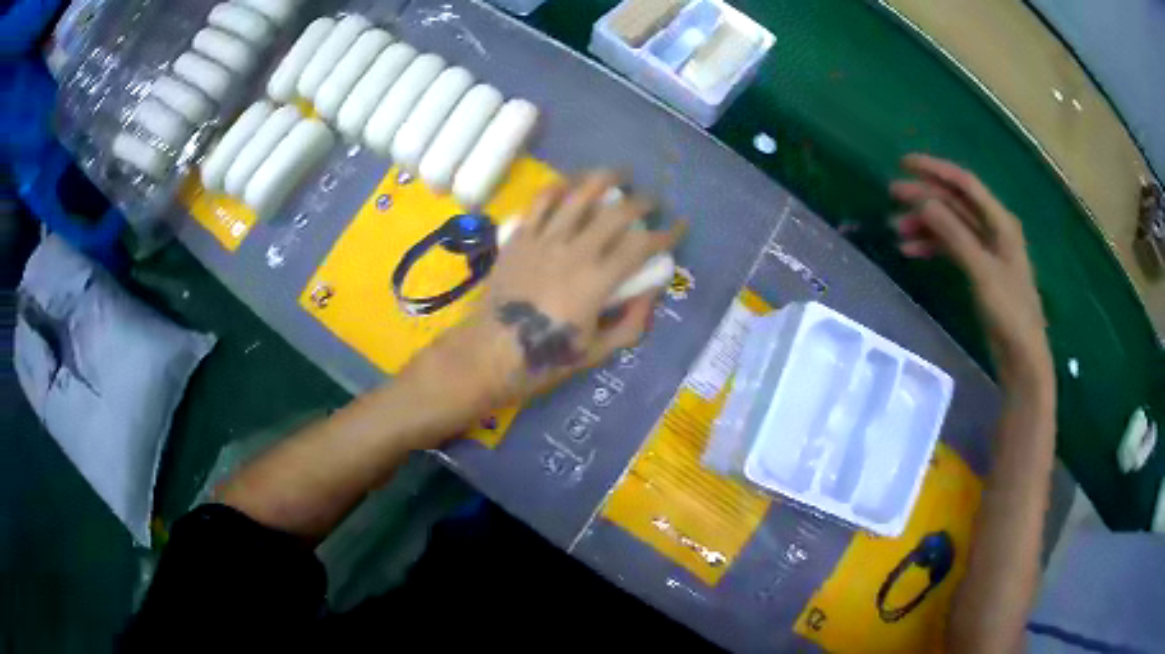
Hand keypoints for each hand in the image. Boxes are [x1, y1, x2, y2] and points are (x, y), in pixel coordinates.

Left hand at [405, 171, 684, 420]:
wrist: (489, 353)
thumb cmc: (544, 359)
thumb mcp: (596, 352)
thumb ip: (631, 323)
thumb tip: (651, 293)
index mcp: (597, 282)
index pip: (642, 246)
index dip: (667, 233)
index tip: (680, 226)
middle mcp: (574, 252)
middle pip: (616, 212)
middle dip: (642, 201)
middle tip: (652, 201)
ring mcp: (543, 241)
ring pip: (578, 196)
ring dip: (604, 179)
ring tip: (618, 173)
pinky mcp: (519, 237)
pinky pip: (540, 202)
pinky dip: (559, 186)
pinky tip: (571, 183)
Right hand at [890, 154, 1052, 392]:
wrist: (1022, 357)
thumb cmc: (1009, 312)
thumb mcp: (982, 271)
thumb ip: (954, 234)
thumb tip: (923, 202)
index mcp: (1000, 222)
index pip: (965, 184)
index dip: (935, 170)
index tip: (904, 164)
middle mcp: (993, 229)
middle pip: (955, 203)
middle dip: (924, 197)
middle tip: (891, 195)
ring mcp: (986, 251)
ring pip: (951, 226)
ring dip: (925, 225)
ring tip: (896, 231)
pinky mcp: (980, 271)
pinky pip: (952, 248)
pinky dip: (933, 246)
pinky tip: (912, 252)